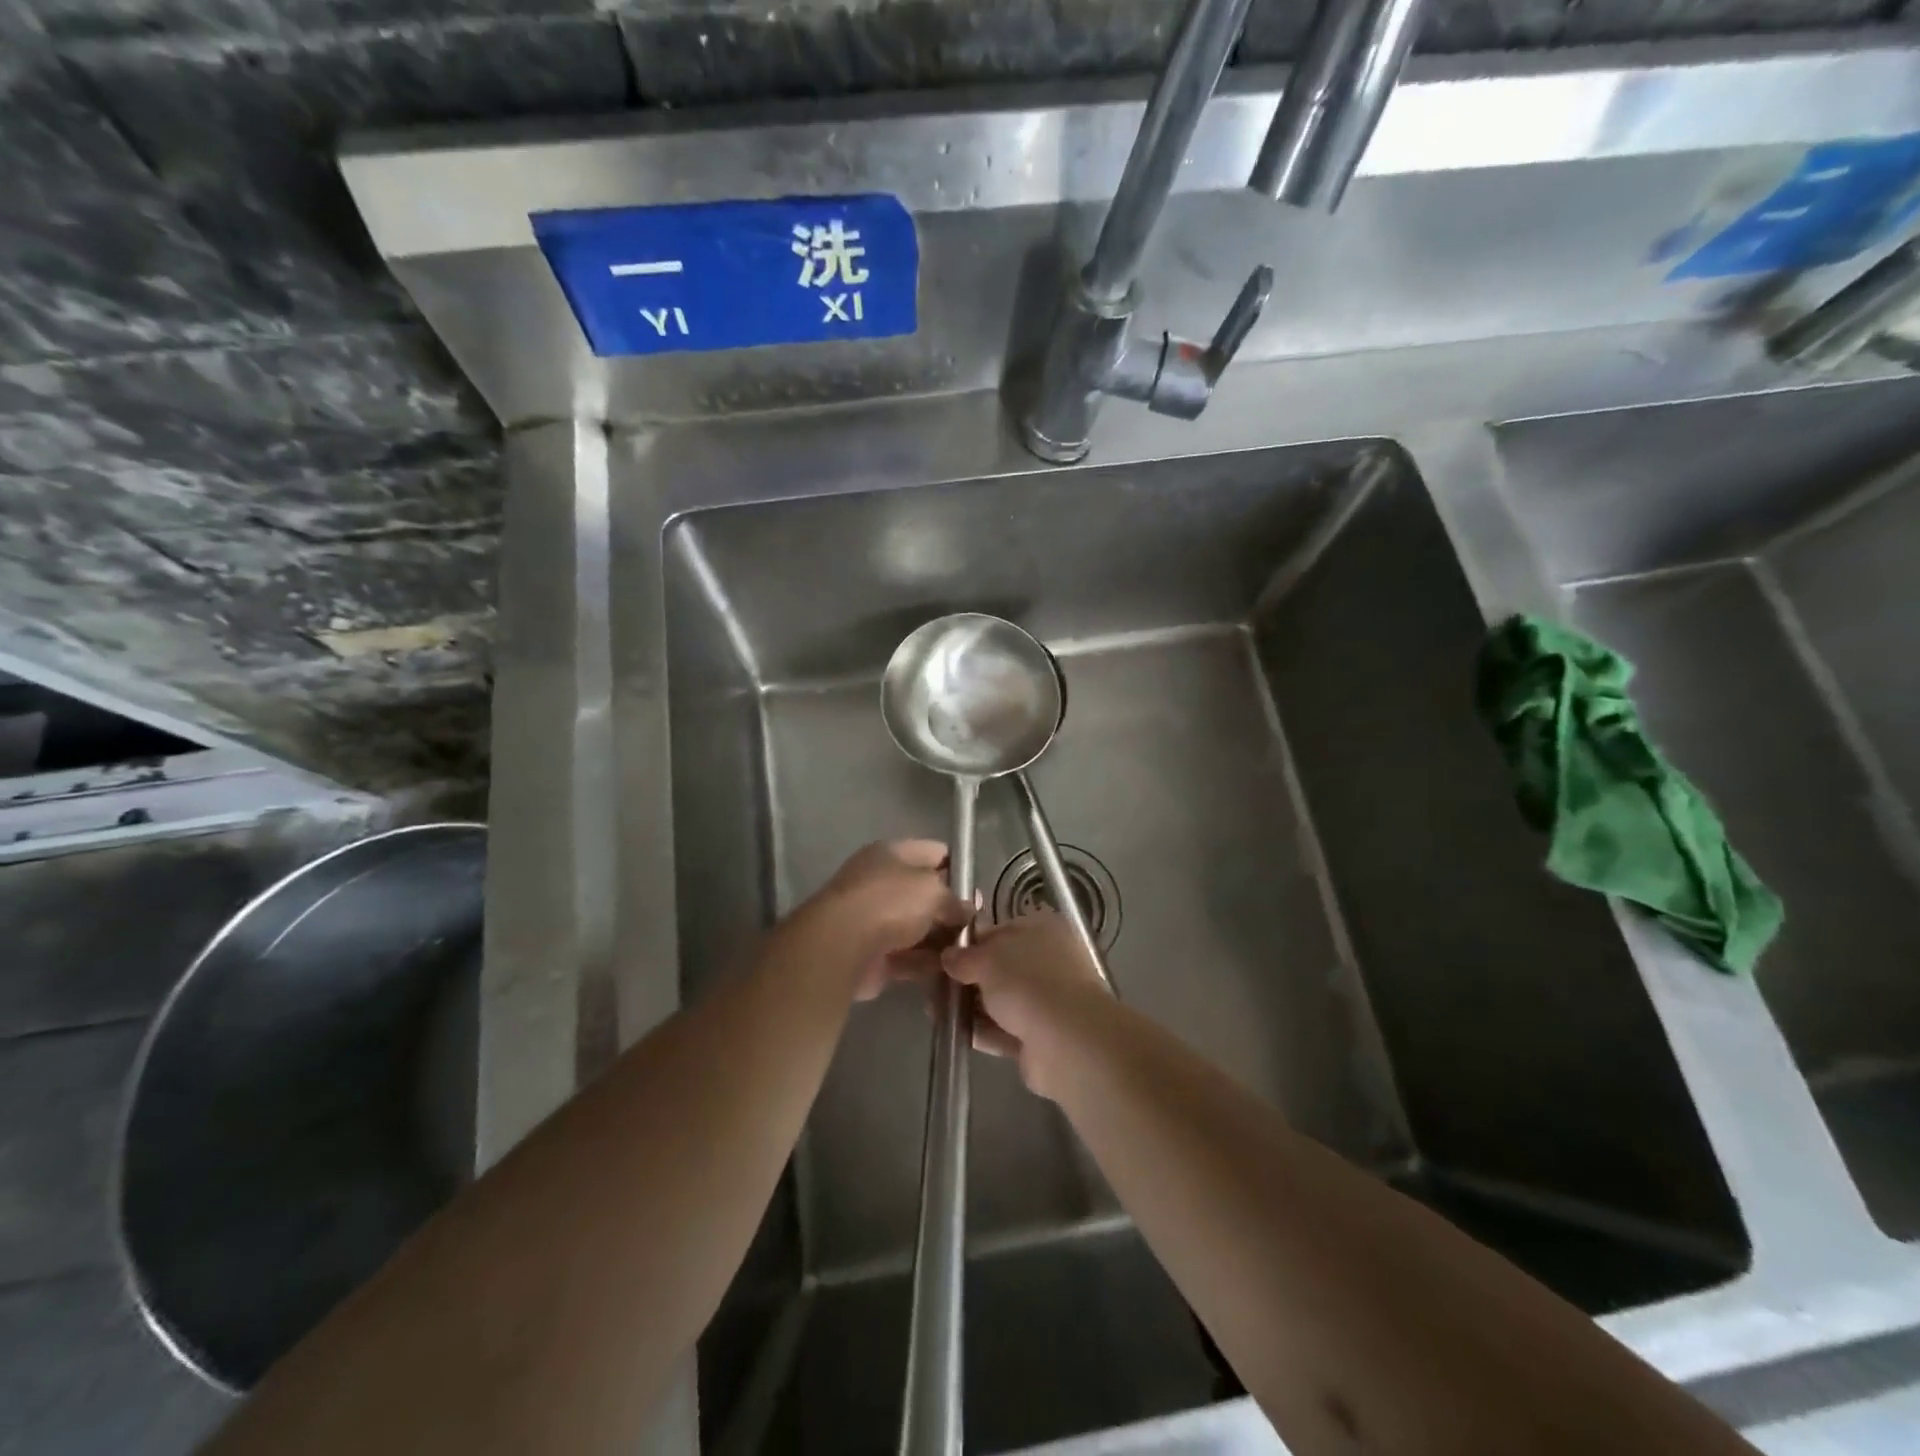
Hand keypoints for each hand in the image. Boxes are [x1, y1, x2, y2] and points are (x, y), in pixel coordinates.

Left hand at [790, 840, 972, 1000]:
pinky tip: (950, 972)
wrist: (841, 947)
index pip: (933, 852)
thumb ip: (955, 900)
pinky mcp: (872, 954)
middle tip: (977, 925)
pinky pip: (907, 957)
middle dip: (950, 909)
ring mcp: (874, 919)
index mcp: (891, 853)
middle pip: (924, 893)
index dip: (958, 867)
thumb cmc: (890, 902)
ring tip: (969, 952)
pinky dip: (926, 964)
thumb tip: (966, 911)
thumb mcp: (933, 890)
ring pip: (917, 927)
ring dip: (940, 940)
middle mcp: (880, 882)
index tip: (977, 888)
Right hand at [941, 911, 1111, 1098]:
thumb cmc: (1027, 983)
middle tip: (933, 985)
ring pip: (1000, 999)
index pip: (999, 930)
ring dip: (971, 1005)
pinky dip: (982, 1030)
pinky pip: (1004, 1029)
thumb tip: (948, 956)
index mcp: (1042, 929)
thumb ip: (964, 956)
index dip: (970, 942)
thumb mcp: (987, 959)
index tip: (942, 955)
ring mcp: (1046, 1000)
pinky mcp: (1040, 1036)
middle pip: (999, 966)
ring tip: (934, 1009)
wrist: (1066, 1042)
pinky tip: (953, 1032)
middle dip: (967, 976)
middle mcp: (1048, 960)